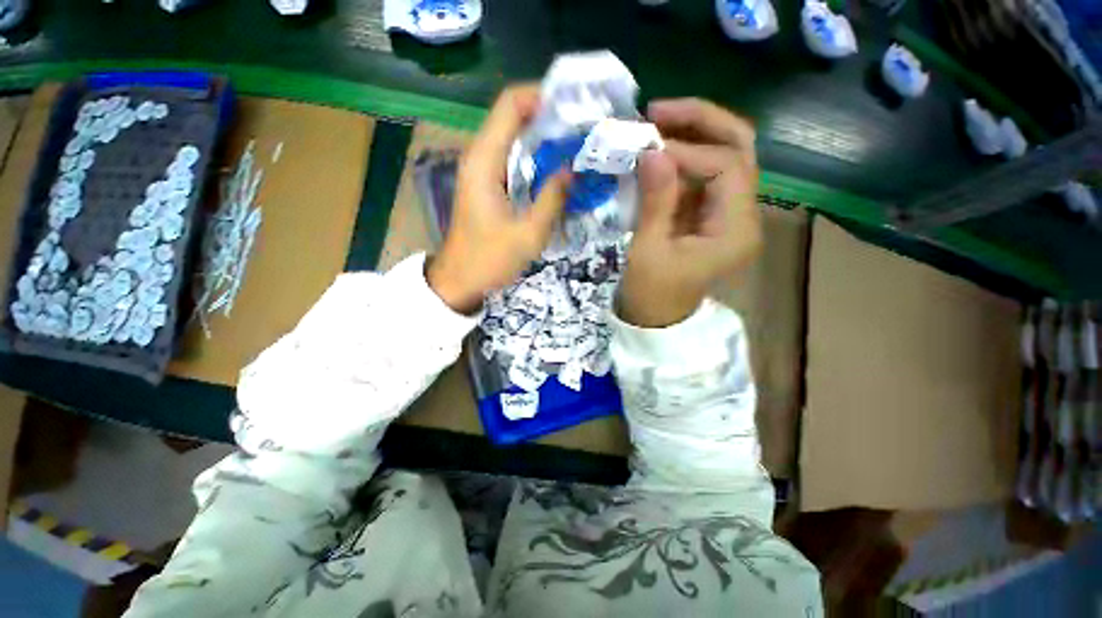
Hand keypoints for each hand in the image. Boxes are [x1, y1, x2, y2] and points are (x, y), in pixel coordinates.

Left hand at [428, 85, 571, 313]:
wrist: (460, 281)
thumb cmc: (490, 260)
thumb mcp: (528, 233)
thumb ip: (552, 198)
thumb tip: (572, 169)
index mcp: (485, 161)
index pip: (511, 105)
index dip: (543, 97)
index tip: (576, 108)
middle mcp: (480, 157)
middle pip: (514, 117)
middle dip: (550, 118)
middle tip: (585, 130)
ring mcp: (482, 171)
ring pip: (515, 139)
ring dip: (545, 140)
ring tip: (578, 148)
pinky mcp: (488, 185)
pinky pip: (514, 160)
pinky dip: (537, 160)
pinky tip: (557, 172)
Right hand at [619, 99, 761, 327]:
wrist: (656, 320)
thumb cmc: (651, 295)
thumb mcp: (648, 251)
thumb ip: (655, 202)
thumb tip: (653, 151)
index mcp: (735, 231)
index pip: (727, 167)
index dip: (688, 149)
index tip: (646, 147)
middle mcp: (743, 216)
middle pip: (739, 149)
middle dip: (702, 122)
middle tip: (659, 110)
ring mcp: (727, 213)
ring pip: (724, 156)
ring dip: (692, 134)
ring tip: (654, 124)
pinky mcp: (709, 215)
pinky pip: (702, 175)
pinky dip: (681, 158)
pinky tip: (656, 152)